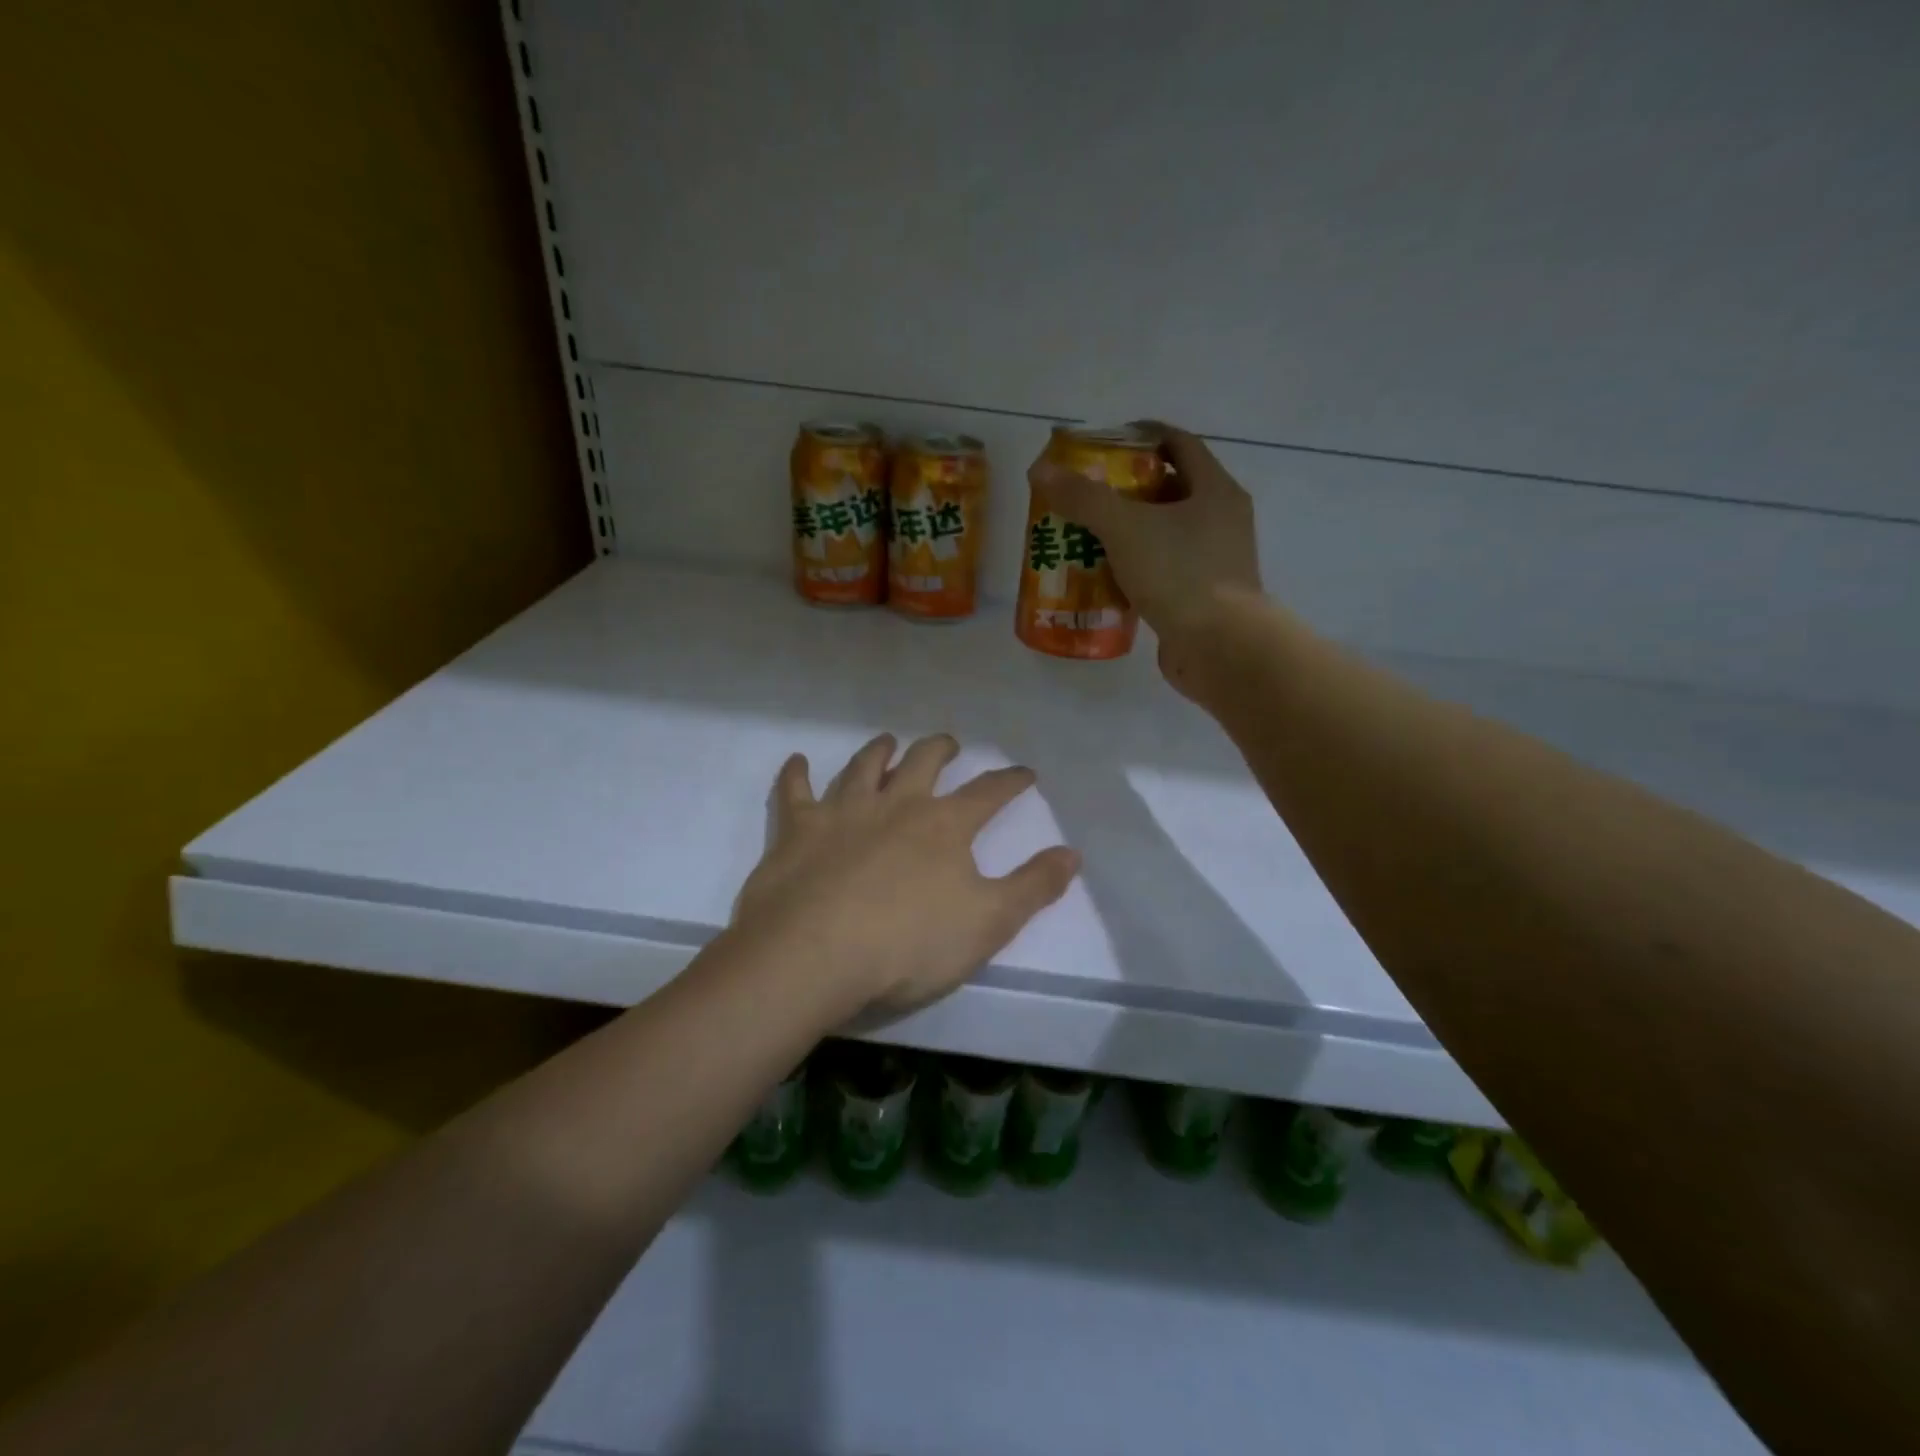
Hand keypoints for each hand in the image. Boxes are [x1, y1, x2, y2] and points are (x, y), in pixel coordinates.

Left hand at [731, 733, 1080, 1020]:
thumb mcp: (988, 923)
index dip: (1010, 781)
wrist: (814, 954)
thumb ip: (1033, 886)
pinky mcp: (797, 829)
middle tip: (949, 744)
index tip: (1024, 773)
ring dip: (878, 751)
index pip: (988, 793)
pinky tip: (797, 762)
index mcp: (944, 825)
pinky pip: (794, 791)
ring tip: (888, 742)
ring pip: (863, 766)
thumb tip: (1072, 852)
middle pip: (923, 762)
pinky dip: (796, 774)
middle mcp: (896, 804)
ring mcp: (842, 811)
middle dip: (941, 749)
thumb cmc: (908, 944)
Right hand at [1030, 424, 1263, 688]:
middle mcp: (1222, 520)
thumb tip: (1041, 471)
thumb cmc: (1179, 574)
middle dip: (1126, 490)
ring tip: (1087, 536)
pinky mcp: (1203, 597)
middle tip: (1086, 494)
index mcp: (1215, 490)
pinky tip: (1105, 578)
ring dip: (1129, 532)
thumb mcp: (1125, 528)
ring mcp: (1216, 561)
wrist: (1220, 647)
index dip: (1141, 437)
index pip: (1178, 444)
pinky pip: (1164, 570)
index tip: (1104, 443)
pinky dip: (1135, 568)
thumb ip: (1083, 498)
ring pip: (1165, 534)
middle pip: (1170, 490)